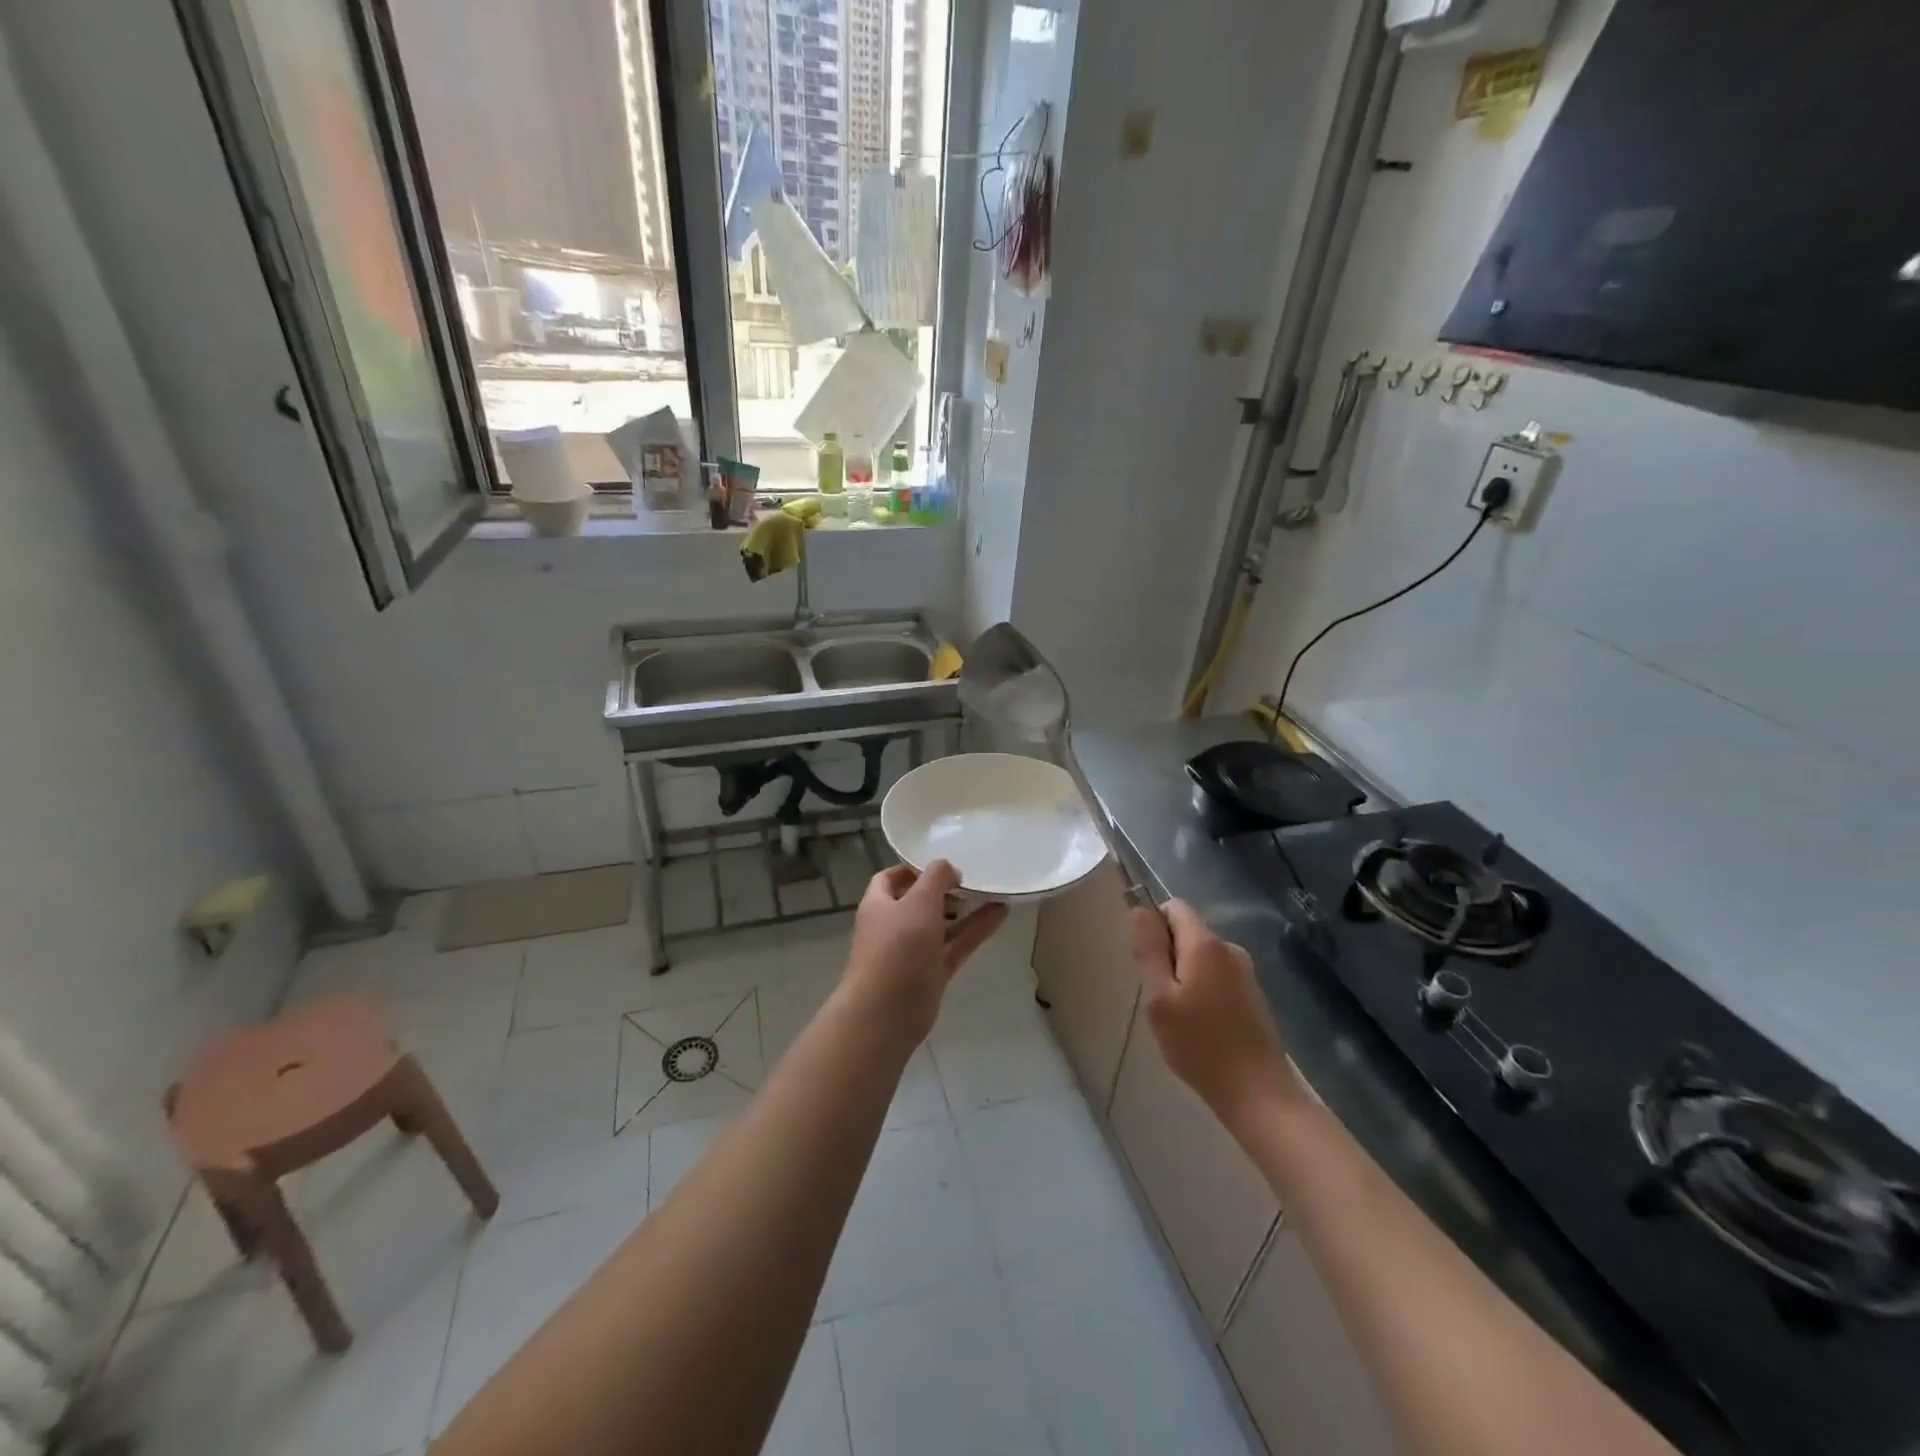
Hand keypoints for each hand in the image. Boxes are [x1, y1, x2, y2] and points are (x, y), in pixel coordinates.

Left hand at [843, 861, 1008, 1041]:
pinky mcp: (932, 973)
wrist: (887, 1011)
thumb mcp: (919, 900)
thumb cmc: (897, 946)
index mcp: (878, 904)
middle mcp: (893, 926)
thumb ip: (936, 877)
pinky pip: (956, 946)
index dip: (913, 869)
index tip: (941, 865)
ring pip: (942, 925)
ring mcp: (912, 952)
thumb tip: (949, 869)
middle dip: (943, 890)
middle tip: (970, 881)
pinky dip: (976, 931)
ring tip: (993, 893)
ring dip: (965, 910)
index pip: (890, 878)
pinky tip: (1001, 914)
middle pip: (918, 902)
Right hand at [1130, 900, 1302, 1130]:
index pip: (1174, 907)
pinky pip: (1217, 977)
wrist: (1258, 1094)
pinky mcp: (1253, 995)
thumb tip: (1140, 910)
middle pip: (1188, 932)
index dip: (1154, 926)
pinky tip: (1201, 1027)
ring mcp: (1245, 972)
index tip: (1148, 964)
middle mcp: (1229, 949)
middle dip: (1168, 956)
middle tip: (1160, 999)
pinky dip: (1202, 992)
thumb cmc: (1200, 1045)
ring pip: (1201, 958)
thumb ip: (1149, 950)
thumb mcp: (1160, 998)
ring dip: (1184, 977)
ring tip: (1179, 1018)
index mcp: (1206, 944)